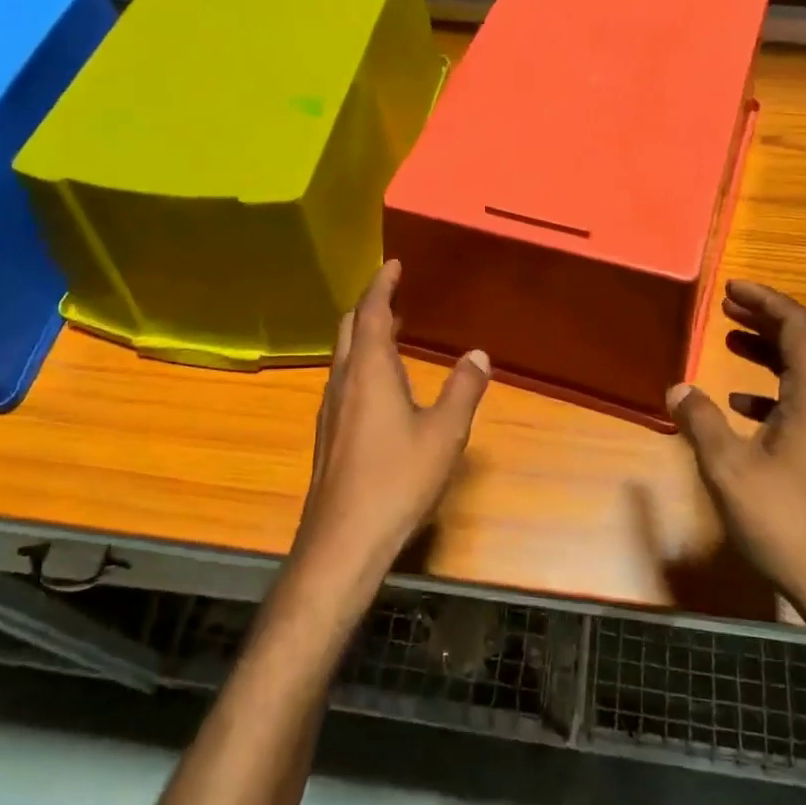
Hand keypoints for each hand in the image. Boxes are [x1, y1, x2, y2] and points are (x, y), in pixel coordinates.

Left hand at [286, 260, 489, 613]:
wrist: (343, 540)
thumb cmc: (397, 480)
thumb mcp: (444, 434)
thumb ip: (463, 390)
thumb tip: (477, 354)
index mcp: (369, 372)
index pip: (370, 312)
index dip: (381, 284)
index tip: (393, 264)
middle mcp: (343, 382)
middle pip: (348, 329)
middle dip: (368, 306)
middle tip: (394, 294)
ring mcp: (330, 410)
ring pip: (343, 357)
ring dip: (364, 337)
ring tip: (391, 333)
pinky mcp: (328, 436)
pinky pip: (344, 382)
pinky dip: (361, 365)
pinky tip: (381, 387)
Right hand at [667, 280, 805, 635]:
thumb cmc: (787, 522)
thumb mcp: (730, 469)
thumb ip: (702, 421)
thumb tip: (679, 387)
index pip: (798, 327)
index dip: (766, 300)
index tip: (732, 288)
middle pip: (803, 346)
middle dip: (764, 321)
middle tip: (725, 308)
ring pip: (803, 376)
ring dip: (766, 355)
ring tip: (728, 343)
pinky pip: (803, 406)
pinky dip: (772, 394)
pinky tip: (742, 407)